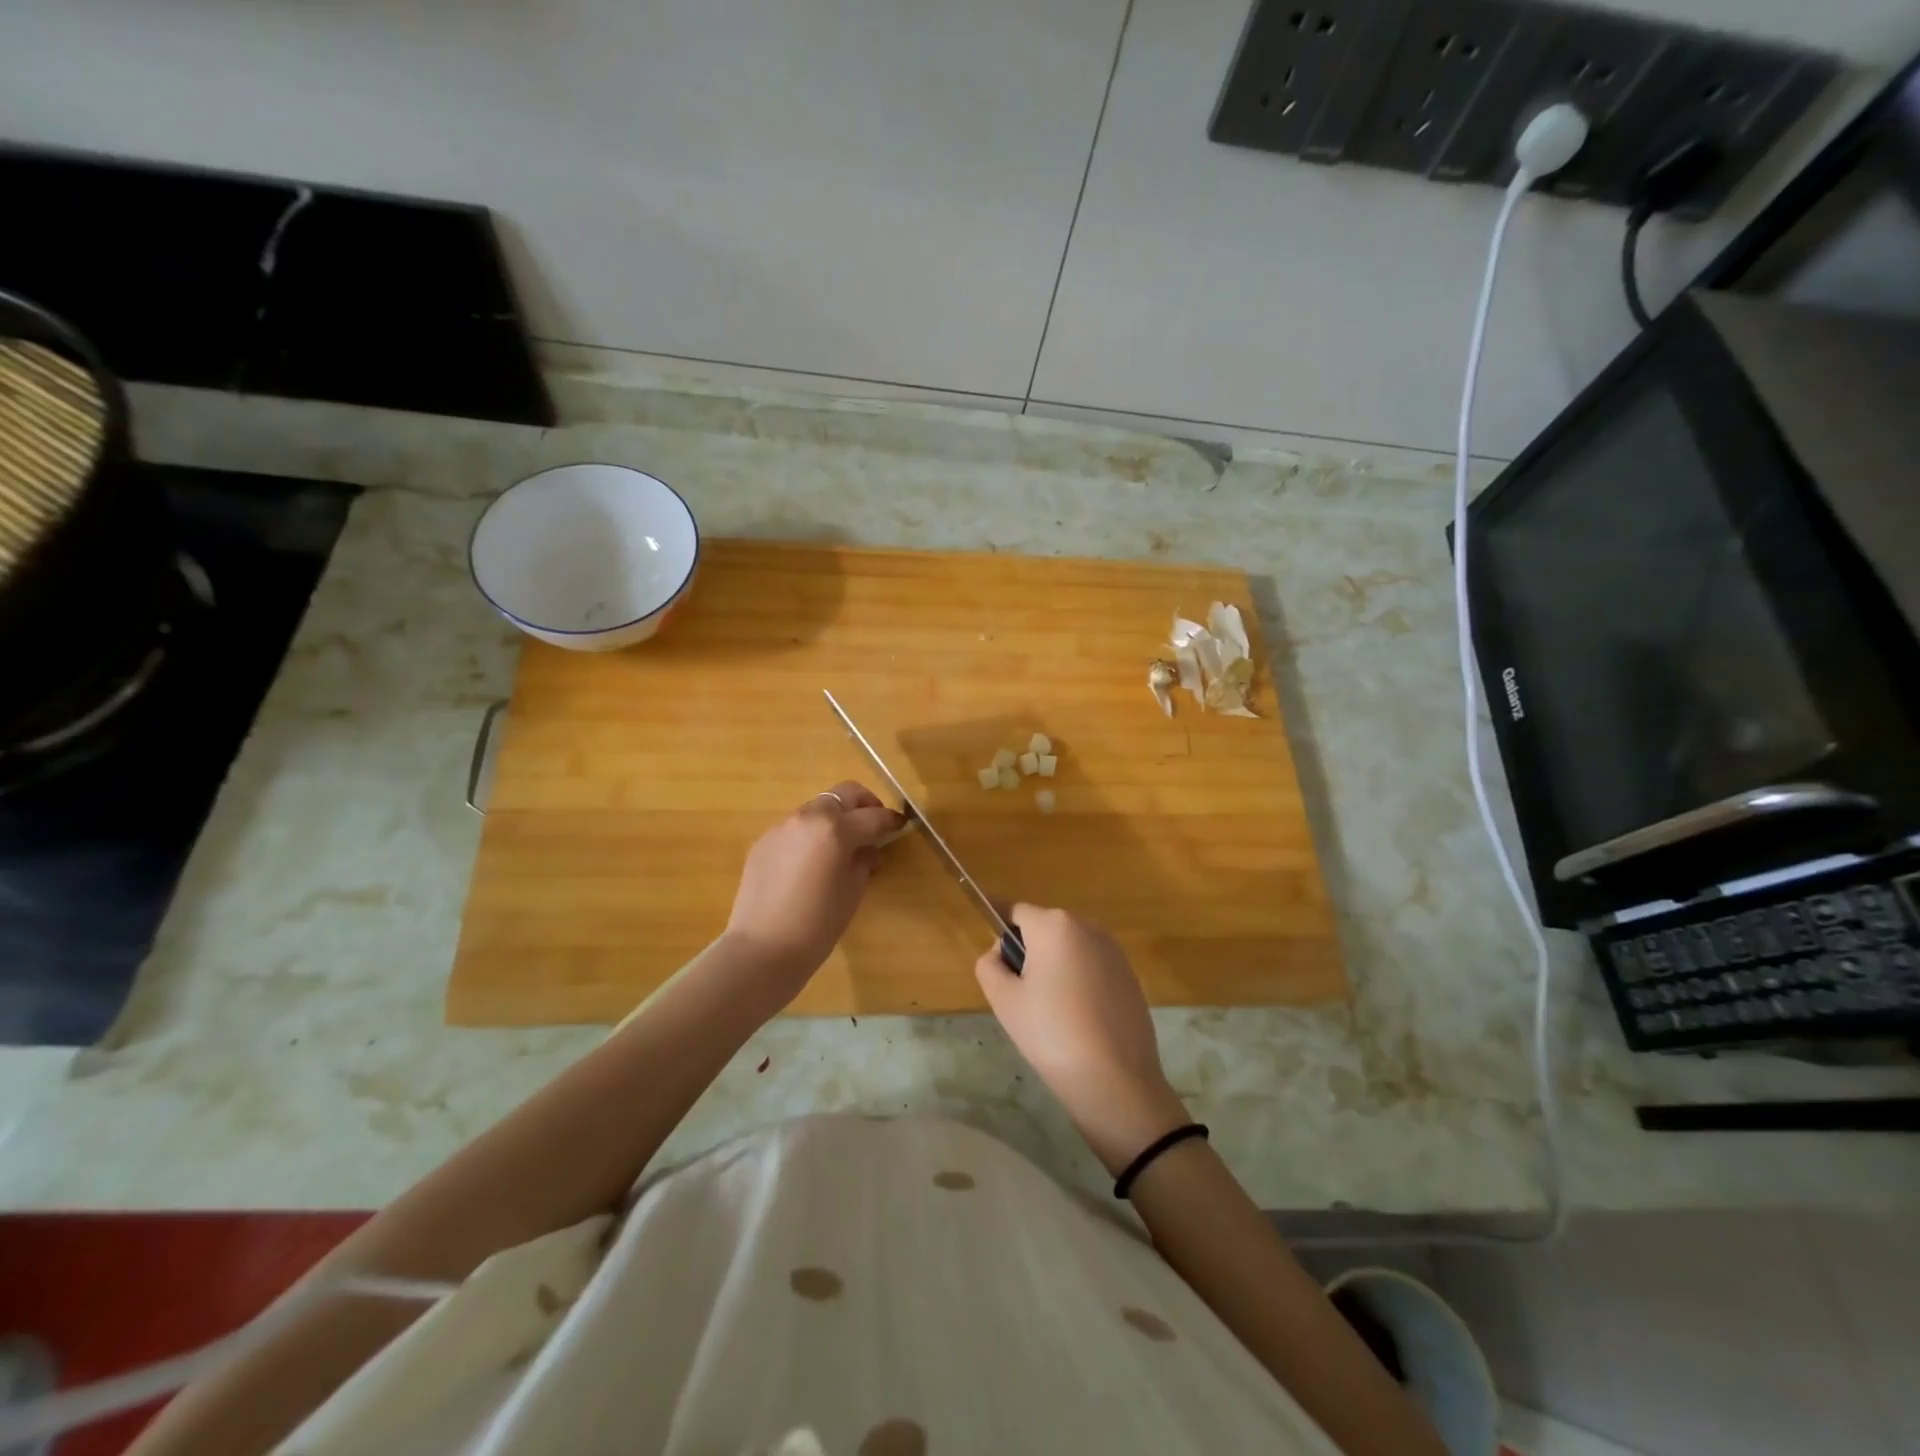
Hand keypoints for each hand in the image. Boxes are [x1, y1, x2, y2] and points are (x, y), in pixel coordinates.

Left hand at [722, 782, 904, 1005]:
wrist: (763, 948)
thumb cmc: (818, 924)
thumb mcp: (852, 892)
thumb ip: (863, 861)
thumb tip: (867, 850)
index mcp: (835, 829)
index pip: (873, 816)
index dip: (891, 820)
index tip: (901, 825)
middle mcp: (808, 818)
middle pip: (843, 795)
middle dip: (864, 804)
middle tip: (874, 825)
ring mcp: (782, 827)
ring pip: (817, 808)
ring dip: (835, 818)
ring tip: (842, 846)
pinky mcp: (763, 842)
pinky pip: (795, 828)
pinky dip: (811, 834)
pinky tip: (812, 862)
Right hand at [974, 904, 1188, 1174]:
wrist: (1116, 1079)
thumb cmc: (1051, 1033)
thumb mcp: (1004, 1000)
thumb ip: (989, 965)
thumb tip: (1000, 953)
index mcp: (1054, 925)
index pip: (1015, 911)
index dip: (999, 929)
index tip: (993, 956)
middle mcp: (1087, 926)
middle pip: (1044, 928)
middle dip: (1029, 951)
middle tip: (1020, 996)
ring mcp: (1113, 950)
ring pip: (1069, 948)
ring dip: (1055, 966)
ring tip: (1051, 1012)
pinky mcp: (1129, 974)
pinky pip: (1091, 966)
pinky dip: (1079, 981)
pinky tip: (1079, 1019)